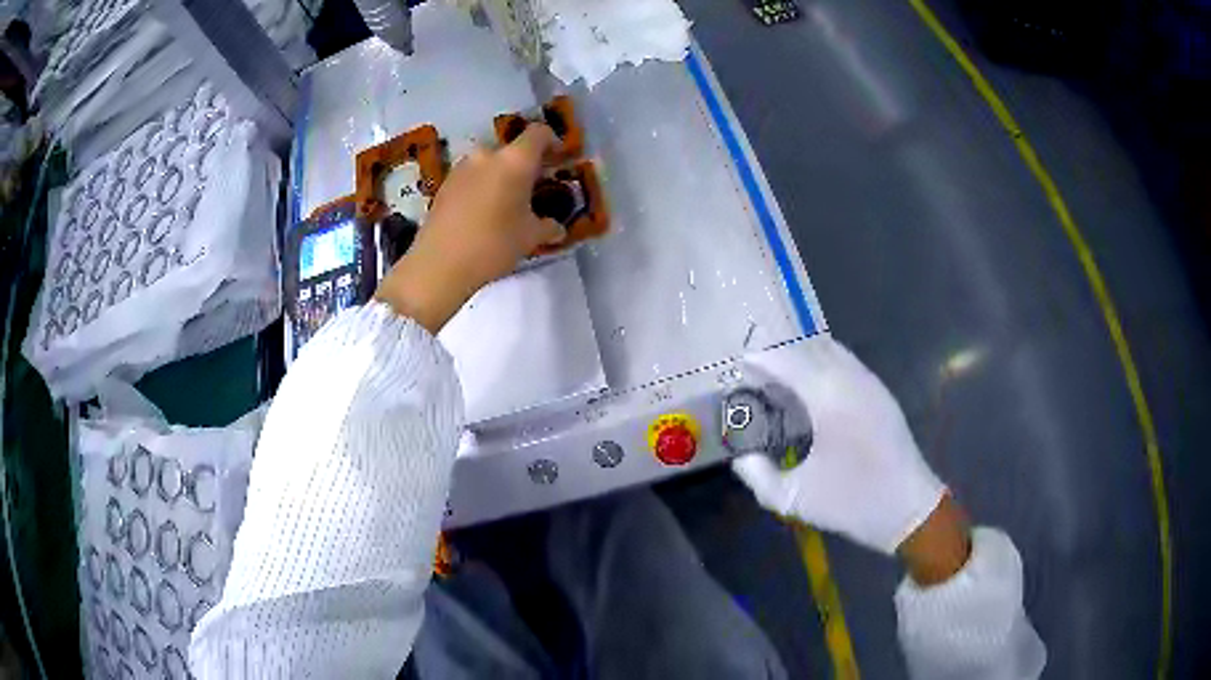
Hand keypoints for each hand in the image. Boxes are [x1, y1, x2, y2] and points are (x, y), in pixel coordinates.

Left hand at [374, 124, 564, 332]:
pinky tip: (482, 213)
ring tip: (506, 203)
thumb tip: (557, 228)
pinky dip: (481, 187)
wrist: (439, 264)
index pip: (539, 133)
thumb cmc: (493, 245)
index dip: (552, 142)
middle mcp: (487, 155)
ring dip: (501, 177)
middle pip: (512, 150)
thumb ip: (547, 227)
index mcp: (515, 160)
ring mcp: (462, 168)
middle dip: (525, 166)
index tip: (558, 159)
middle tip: (533, 189)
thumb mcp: (529, 238)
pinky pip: (471, 177)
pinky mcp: (444, 184)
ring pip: (489, 164)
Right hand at [732, 337, 947, 555]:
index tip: (738, 365)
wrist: (907, 509)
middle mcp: (851, 378)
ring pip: (830, 351)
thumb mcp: (793, 498)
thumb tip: (741, 457)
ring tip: (781, 379)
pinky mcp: (881, 394)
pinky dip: (822, 365)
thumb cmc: (851, 502)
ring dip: (803, 357)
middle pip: (808, 348)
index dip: (760, 359)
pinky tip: (812, 391)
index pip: (787, 361)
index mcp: (828, 396)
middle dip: (780, 354)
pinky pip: (846, 364)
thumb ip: (757, 475)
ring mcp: (870, 383)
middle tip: (756, 372)